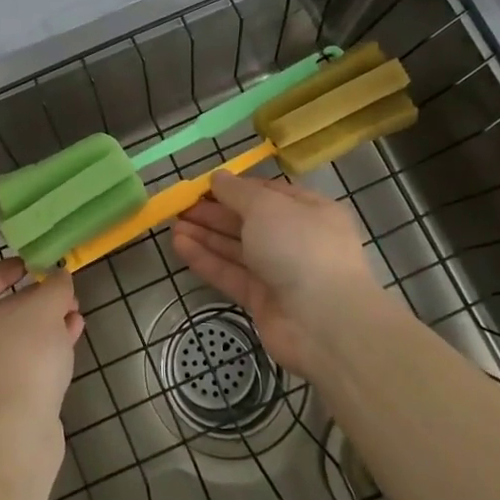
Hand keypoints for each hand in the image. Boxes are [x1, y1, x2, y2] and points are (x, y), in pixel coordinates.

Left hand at [0, 259, 83, 467]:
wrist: (12, 439)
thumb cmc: (18, 360)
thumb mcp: (42, 312)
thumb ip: (53, 288)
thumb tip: (60, 276)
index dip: (6, 269)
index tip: (32, 263)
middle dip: (33, 300)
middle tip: (61, 288)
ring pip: (12, 341)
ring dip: (44, 324)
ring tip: (74, 310)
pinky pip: (21, 364)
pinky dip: (44, 348)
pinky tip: (72, 335)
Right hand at [172, 171, 386, 377]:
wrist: (325, 322)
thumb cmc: (300, 247)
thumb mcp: (266, 206)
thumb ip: (237, 192)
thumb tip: (217, 177)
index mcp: (309, 211)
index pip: (267, 193)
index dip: (235, 188)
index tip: (203, 187)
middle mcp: (296, 239)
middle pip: (248, 222)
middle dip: (214, 214)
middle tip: (180, 208)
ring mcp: (280, 272)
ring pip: (237, 249)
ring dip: (206, 236)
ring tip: (173, 226)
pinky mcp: (263, 301)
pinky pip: (231, 275)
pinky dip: (207, 260)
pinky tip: (180, 246)